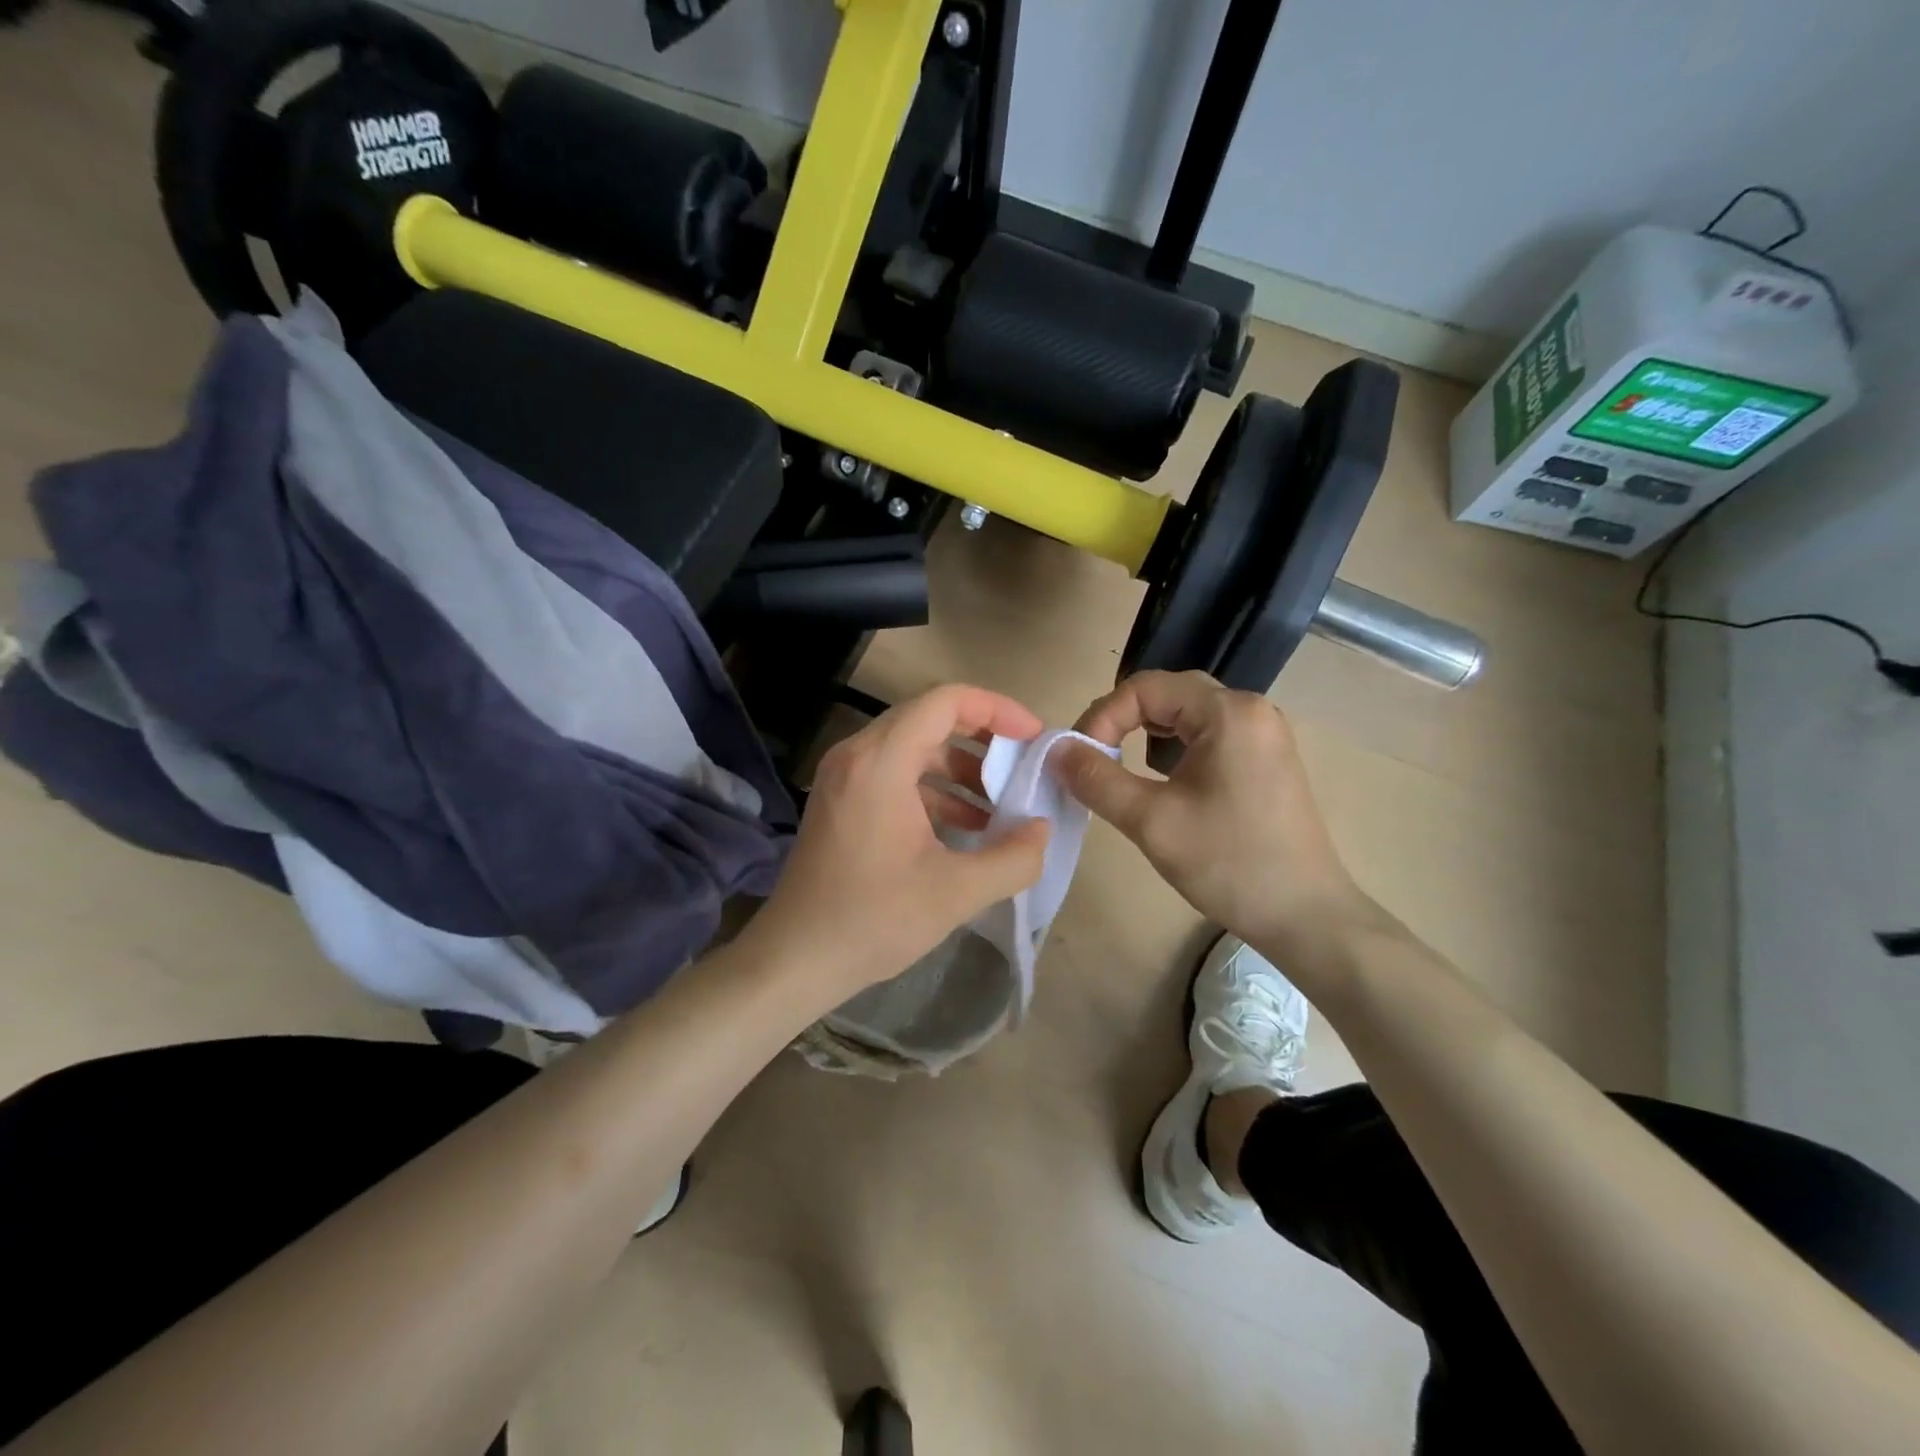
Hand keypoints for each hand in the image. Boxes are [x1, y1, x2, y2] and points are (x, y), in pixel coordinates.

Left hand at [745, 684, 1051, 1006]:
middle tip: (1022, 766)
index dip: (997, 709)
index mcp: (880, 762)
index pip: (945, 701)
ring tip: (1001, 804)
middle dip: (983, 738)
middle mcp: (856, 755)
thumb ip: (1014, 858)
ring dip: (960, 768)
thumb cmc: (873, 919)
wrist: (795, 958)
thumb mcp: (957, 892)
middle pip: (928, 718)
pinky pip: (895, 774)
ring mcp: (843, 777)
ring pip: (913, 747)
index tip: (1033, 737)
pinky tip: (966, 826)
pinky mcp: (841, 801)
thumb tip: (1041, 829)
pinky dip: (934, 789)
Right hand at [1054, 670, 1375, 954]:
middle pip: (1168, 693)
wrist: (1306, 917)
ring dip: (1147, 734)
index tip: (1080, 759)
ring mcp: (1264, 734)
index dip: (1102, 716)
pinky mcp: (1267, 759)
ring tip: (1123, 769)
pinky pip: (1210, 735)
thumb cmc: (1228, 863)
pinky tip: (1165, 782)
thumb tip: (1056, 750)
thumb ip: (1096, 779)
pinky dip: (1175, 749)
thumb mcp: (1150, 821)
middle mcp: (1251, 710)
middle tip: (1094, 759)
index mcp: (1228, 712)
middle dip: (1122, 721)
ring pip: (1188, 714)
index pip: (1145, 687)